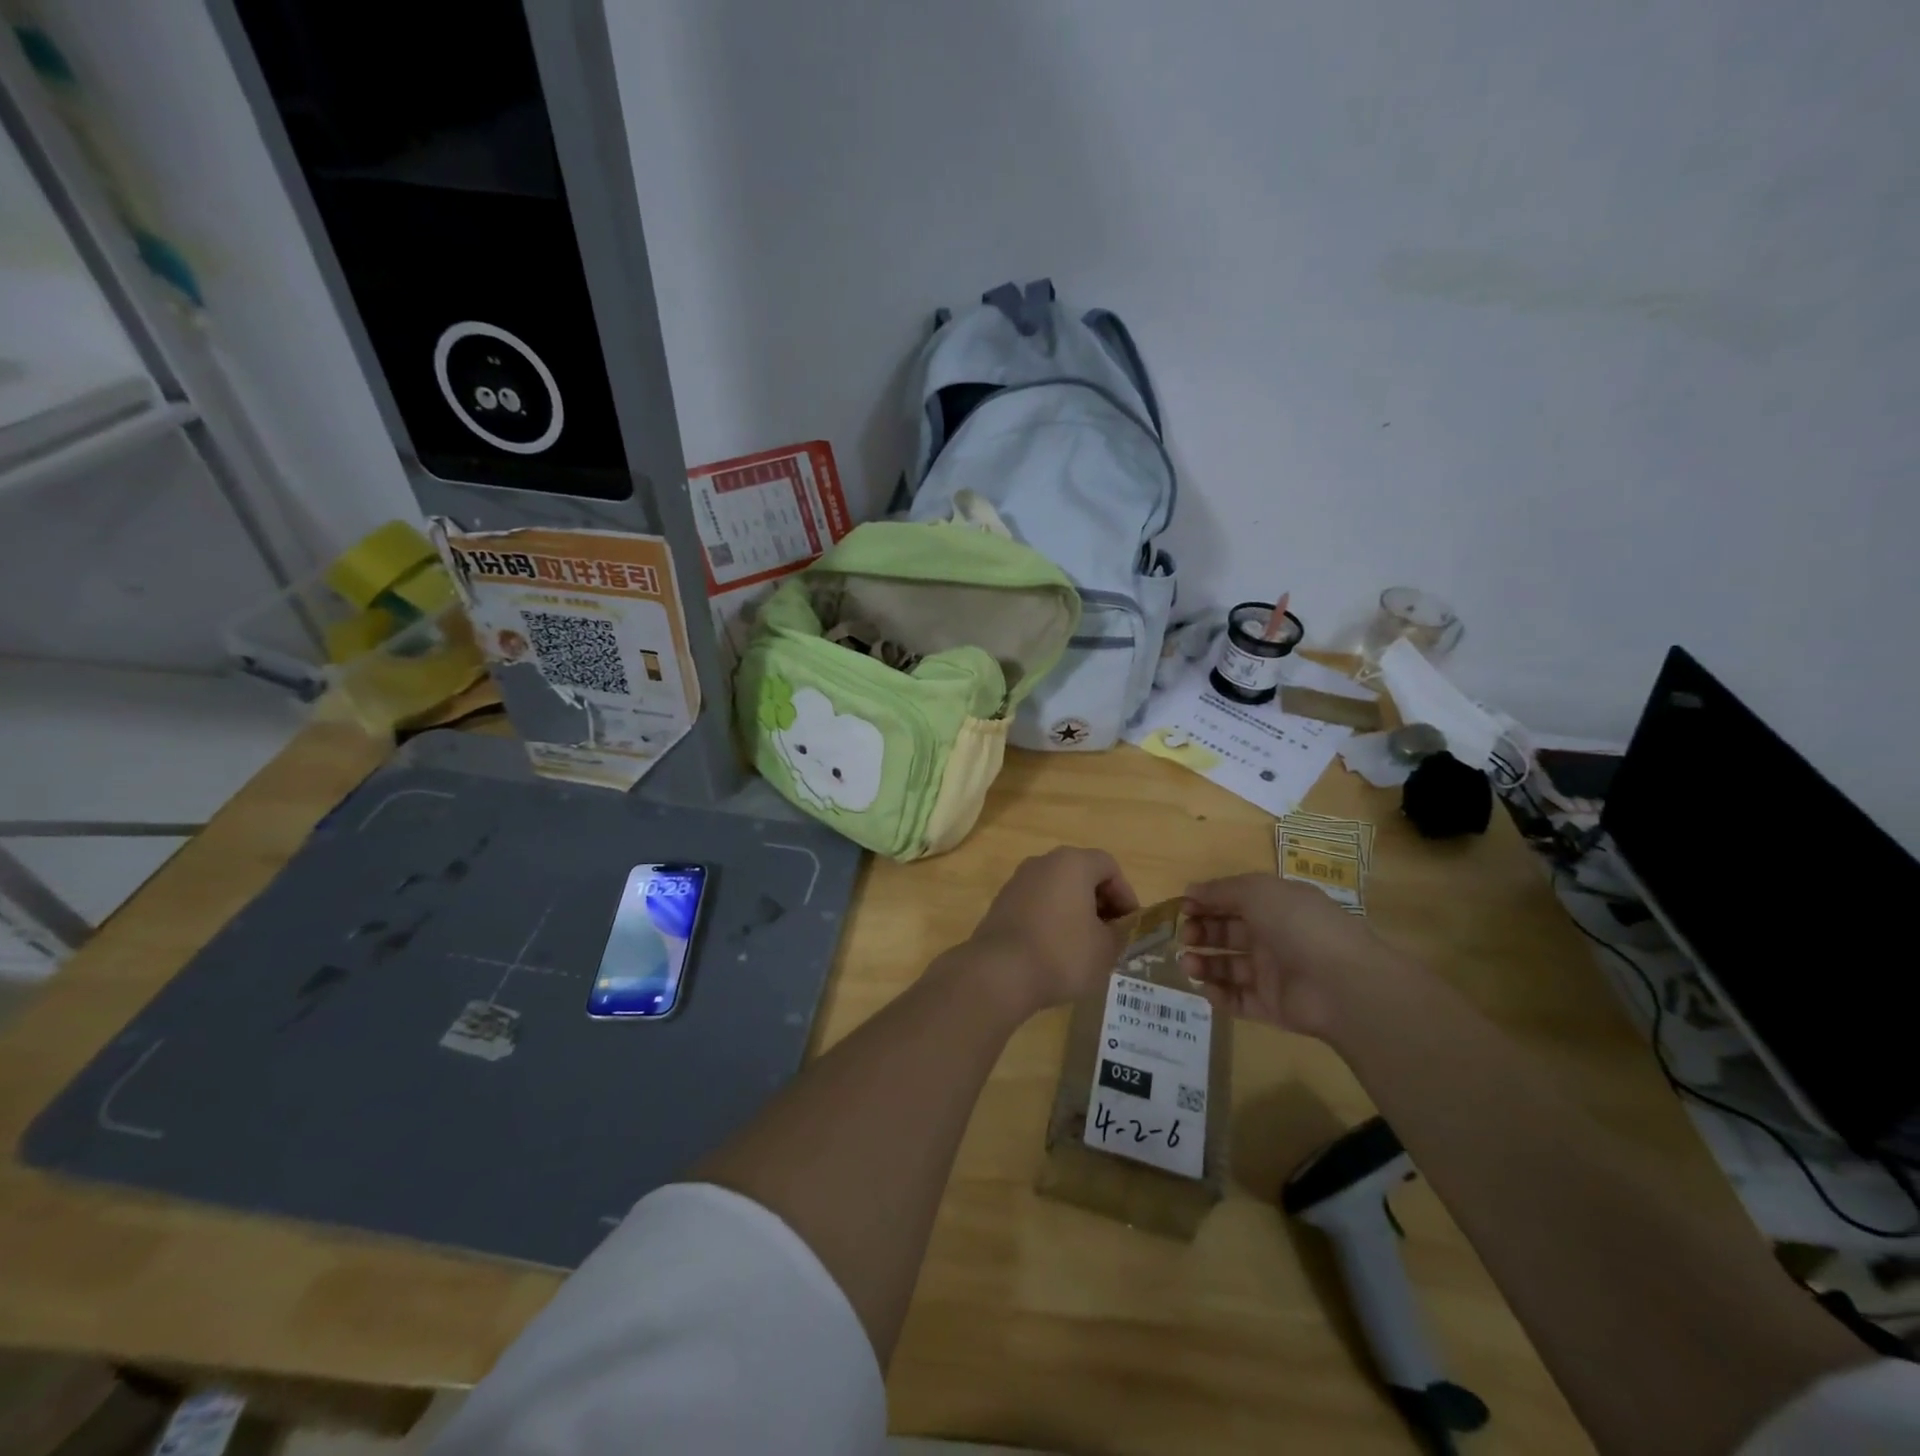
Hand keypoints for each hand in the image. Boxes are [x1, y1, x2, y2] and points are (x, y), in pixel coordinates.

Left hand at [960, 847, 1139, 1016]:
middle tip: (1110, 935)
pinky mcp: (1001, 903)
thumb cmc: (1061, 954)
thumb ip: (1120, 932)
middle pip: (1081, 874)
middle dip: (1100, 903)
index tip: (1129, 925)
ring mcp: (1017, 881)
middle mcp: (1042, 862)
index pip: (1109, 866)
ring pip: (1057, 889)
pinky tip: (1054, 950)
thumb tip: (1118, 928)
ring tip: (1083, 946)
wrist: (999, 972)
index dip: (1125, 894)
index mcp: (1071, 863)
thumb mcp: (1106, 949)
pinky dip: (1050, 919)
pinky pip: (1036, 904)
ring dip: (1075, 911)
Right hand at [1178, 874, 1401, 1038]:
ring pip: (1229, 967)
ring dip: (1204, 963)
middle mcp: (1273, 937)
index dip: (1207, 903)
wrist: (1342, 984)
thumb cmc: (1298, 925)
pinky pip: (1239, 1000)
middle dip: (1201, 933)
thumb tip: (1190, 891)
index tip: (1183, 907)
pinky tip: (1206, 988)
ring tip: (1188, 964)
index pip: (1234, 901)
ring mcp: (1273, 974)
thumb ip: (1221, 890)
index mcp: (1275, 906)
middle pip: (1227, 934)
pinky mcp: (1272, 1007)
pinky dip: (1219, 995)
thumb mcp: (1258, 891)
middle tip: (1185, 937)